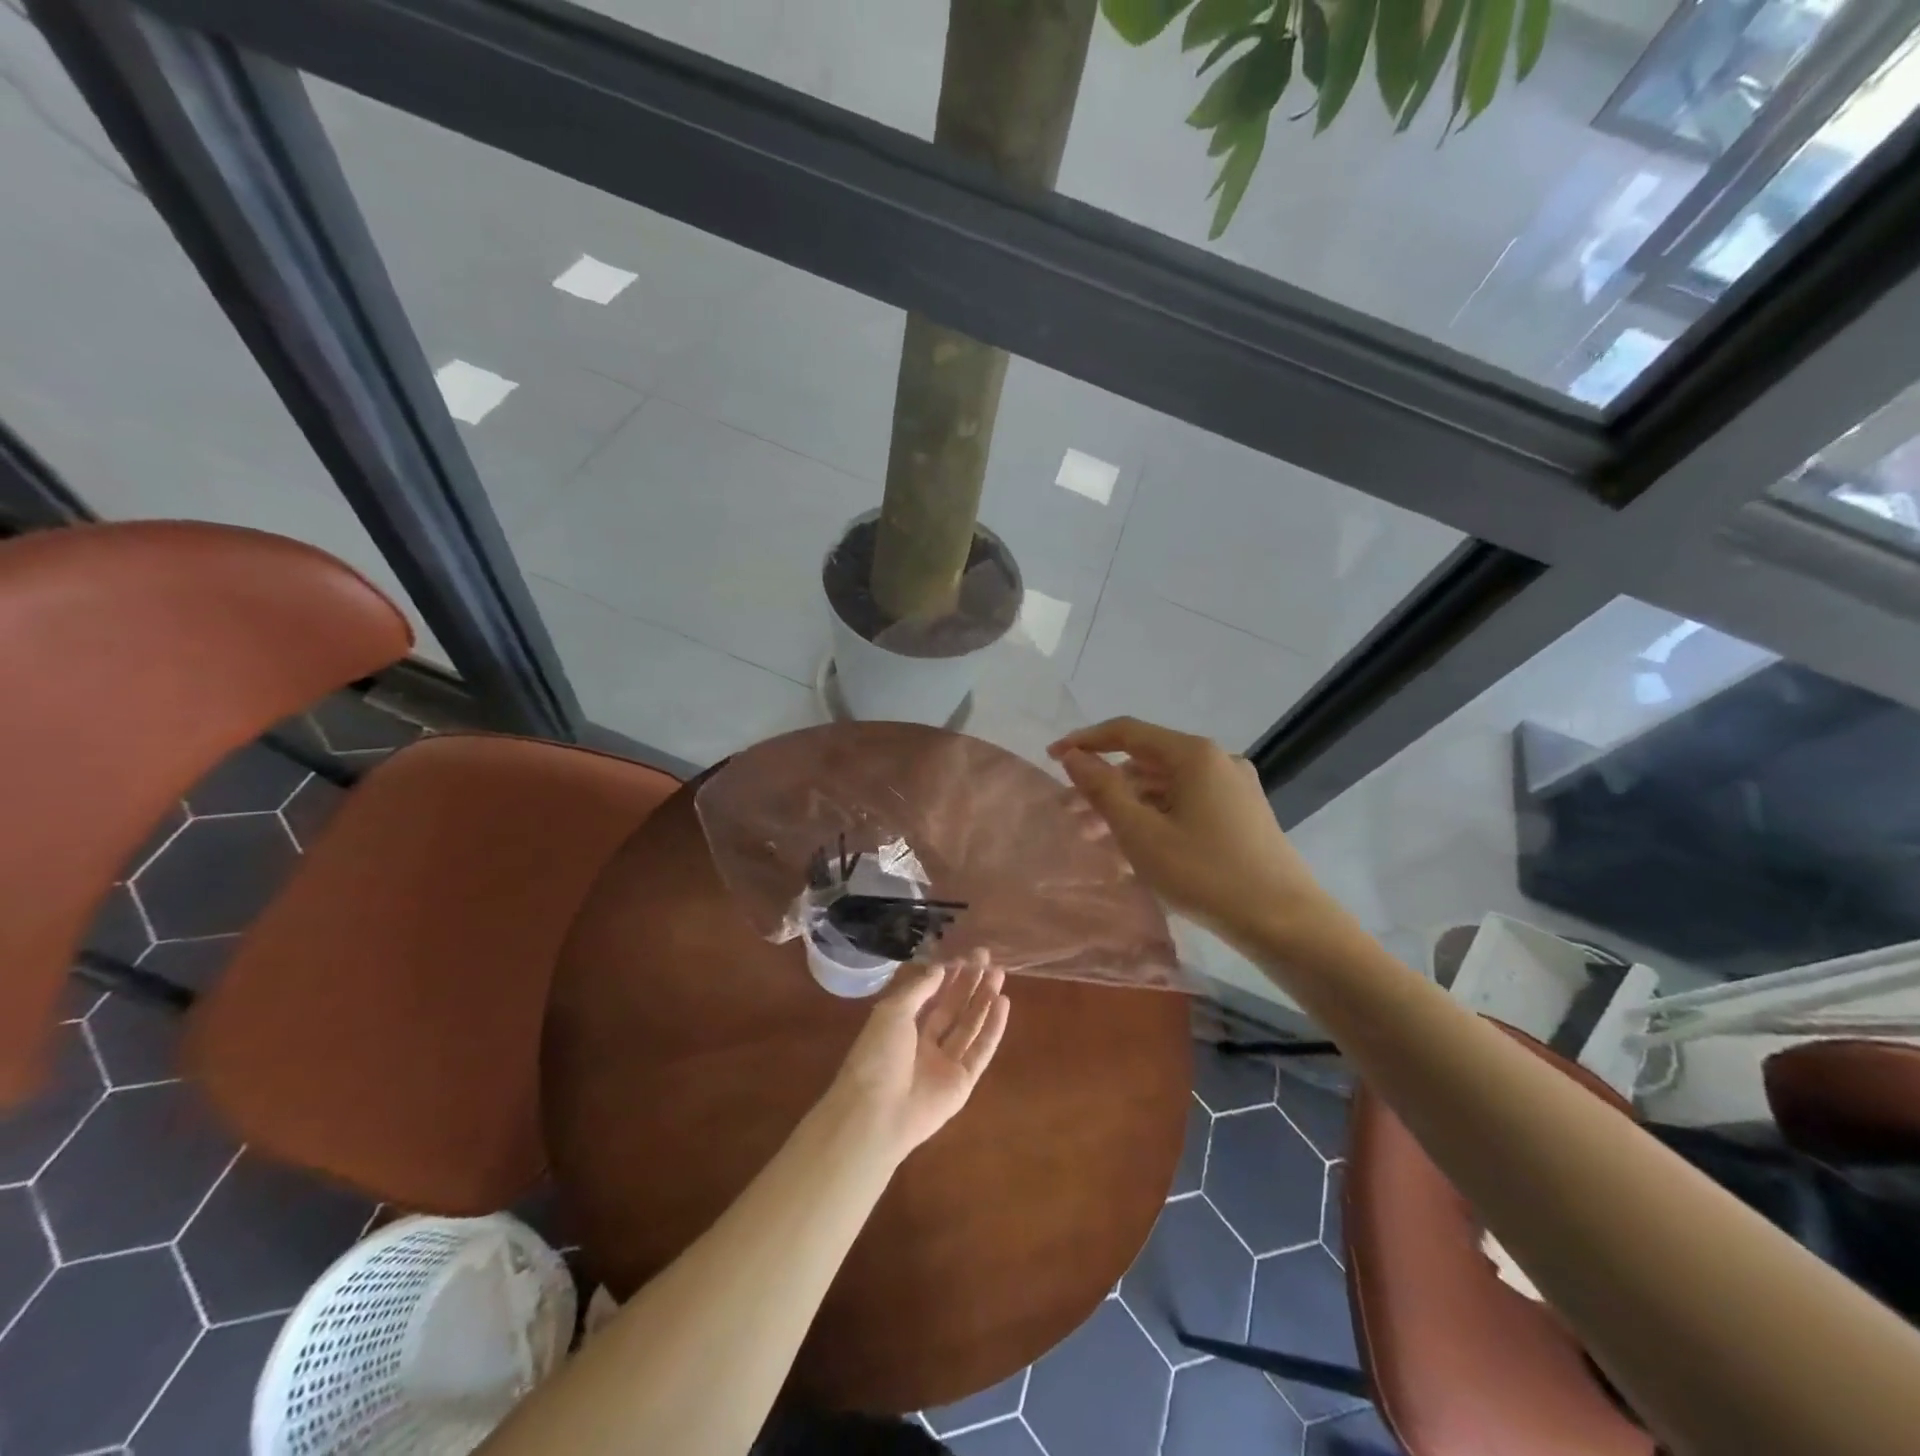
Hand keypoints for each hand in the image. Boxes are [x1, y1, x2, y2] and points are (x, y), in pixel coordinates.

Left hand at [826, 951, 1010, 1164]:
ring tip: (999, 973)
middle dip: (969, 983)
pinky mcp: (963, 1083)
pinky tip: (1003, 1003)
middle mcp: (924, 1044)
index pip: (930, 997)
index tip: (965, 955)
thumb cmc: (877, 1055)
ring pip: (969, 1026)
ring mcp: (945, 1064)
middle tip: (987, 958)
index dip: (947, 976)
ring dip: (984, 1000)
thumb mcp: (892, 1011)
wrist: (877, 1113)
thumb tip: (939, 968)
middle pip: (952, 1009)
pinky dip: (993, 1027)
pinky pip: (981, 1050)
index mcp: (902, 1028)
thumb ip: (919, 989)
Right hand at [1048, 717, 1346, 949]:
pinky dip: (1156, 817)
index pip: (1127, 732)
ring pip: (1167, 786)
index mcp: (1194, 755)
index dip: (1086, 741)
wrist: (1286, 922)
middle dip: (1106, 784)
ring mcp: (1234, 787)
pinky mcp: (1243, 814)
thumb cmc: (1206, 874)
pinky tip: (1138, 849)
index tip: (1052, 758)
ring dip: (1129, 805)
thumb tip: (1073, 756)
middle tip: (1072, 814)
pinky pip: (1187, 804)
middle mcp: (1217, 760)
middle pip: (1147, 761)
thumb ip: (1103, 790)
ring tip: (1098, 838)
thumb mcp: (1142, 834)